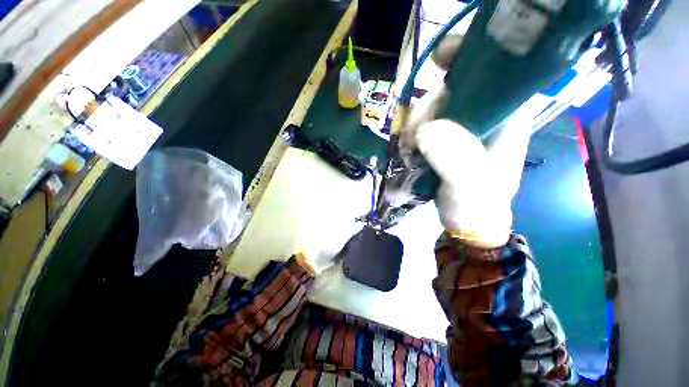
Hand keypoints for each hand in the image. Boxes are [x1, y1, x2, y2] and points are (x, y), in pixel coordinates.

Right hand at [400, 36, 531, 247]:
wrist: (466, 221)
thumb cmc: (477, 205)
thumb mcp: (470, 185)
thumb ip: (454, 159)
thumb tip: (426, 131)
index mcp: (504, 116)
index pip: (493, 71)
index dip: (467, 56)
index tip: (439, 58)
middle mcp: (482, 115)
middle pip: (450, 90)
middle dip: (426, 109)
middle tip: (414, 139)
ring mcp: (458, 127)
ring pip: (430, 108)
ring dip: (413, 126)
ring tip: (409, 152)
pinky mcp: (440, 139)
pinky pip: (420, 125)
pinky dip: (409, 135)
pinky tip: (408, 151)